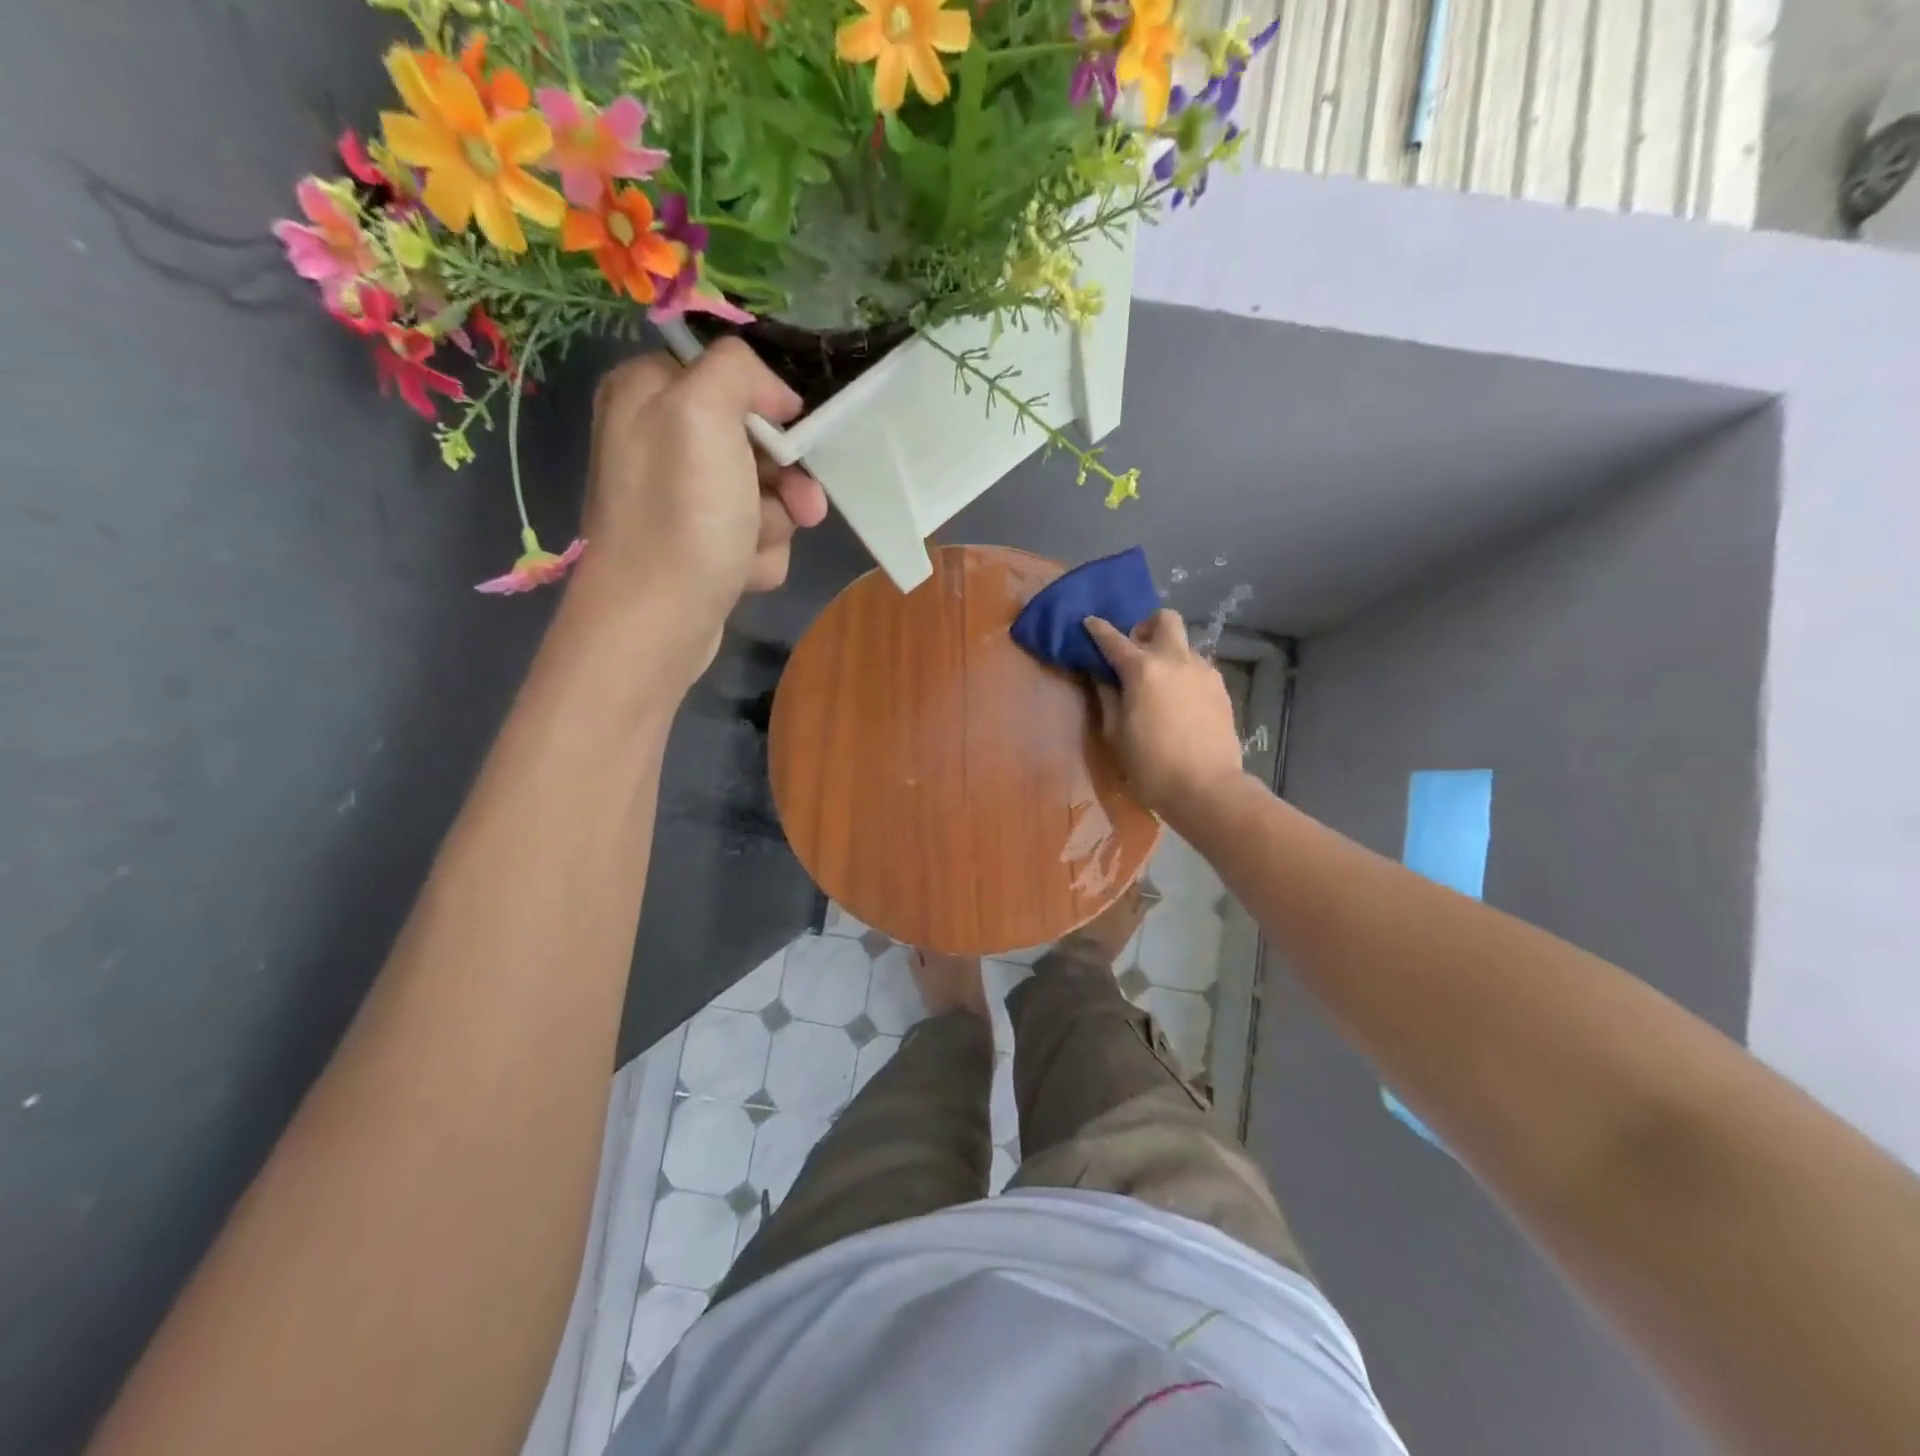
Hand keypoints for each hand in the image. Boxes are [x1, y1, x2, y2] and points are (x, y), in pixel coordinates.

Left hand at [566, 340, 828, 674]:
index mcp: (647, 392)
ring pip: (764, 495)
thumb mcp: (704, 412)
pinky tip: (740, 573)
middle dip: (784, 479)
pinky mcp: (699, 546)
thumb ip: (738, 370)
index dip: (769, 407)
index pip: (729, 376)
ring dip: (774, 524)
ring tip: (750, 549)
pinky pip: (753, 537)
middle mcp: (659, 440)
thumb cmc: (681, 514)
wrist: (657, 621)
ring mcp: (681, 499)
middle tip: (801, 506)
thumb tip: (776, 396)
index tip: (791, 435)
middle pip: (755, 441)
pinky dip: (758, 556)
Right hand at [1084, 611, 1245, 820]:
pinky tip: (1179, 700)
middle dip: (1146, 626)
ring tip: (1158, 683)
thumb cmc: (1150, 765)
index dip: (1098, 629)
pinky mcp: (1221, 688)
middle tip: (1135, 650)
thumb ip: (1107, 697)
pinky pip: (1198, 667)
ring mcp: (1203, 671)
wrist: (1206, 788)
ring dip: (1167, 652)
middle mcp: (1175, 660)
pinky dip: (1183, 673)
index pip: (1114, 639)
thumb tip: (1101, 675)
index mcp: (1143, 669)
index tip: (1089, 622)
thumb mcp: (1116, 734)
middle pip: (1165, 619)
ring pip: (1183, 645)